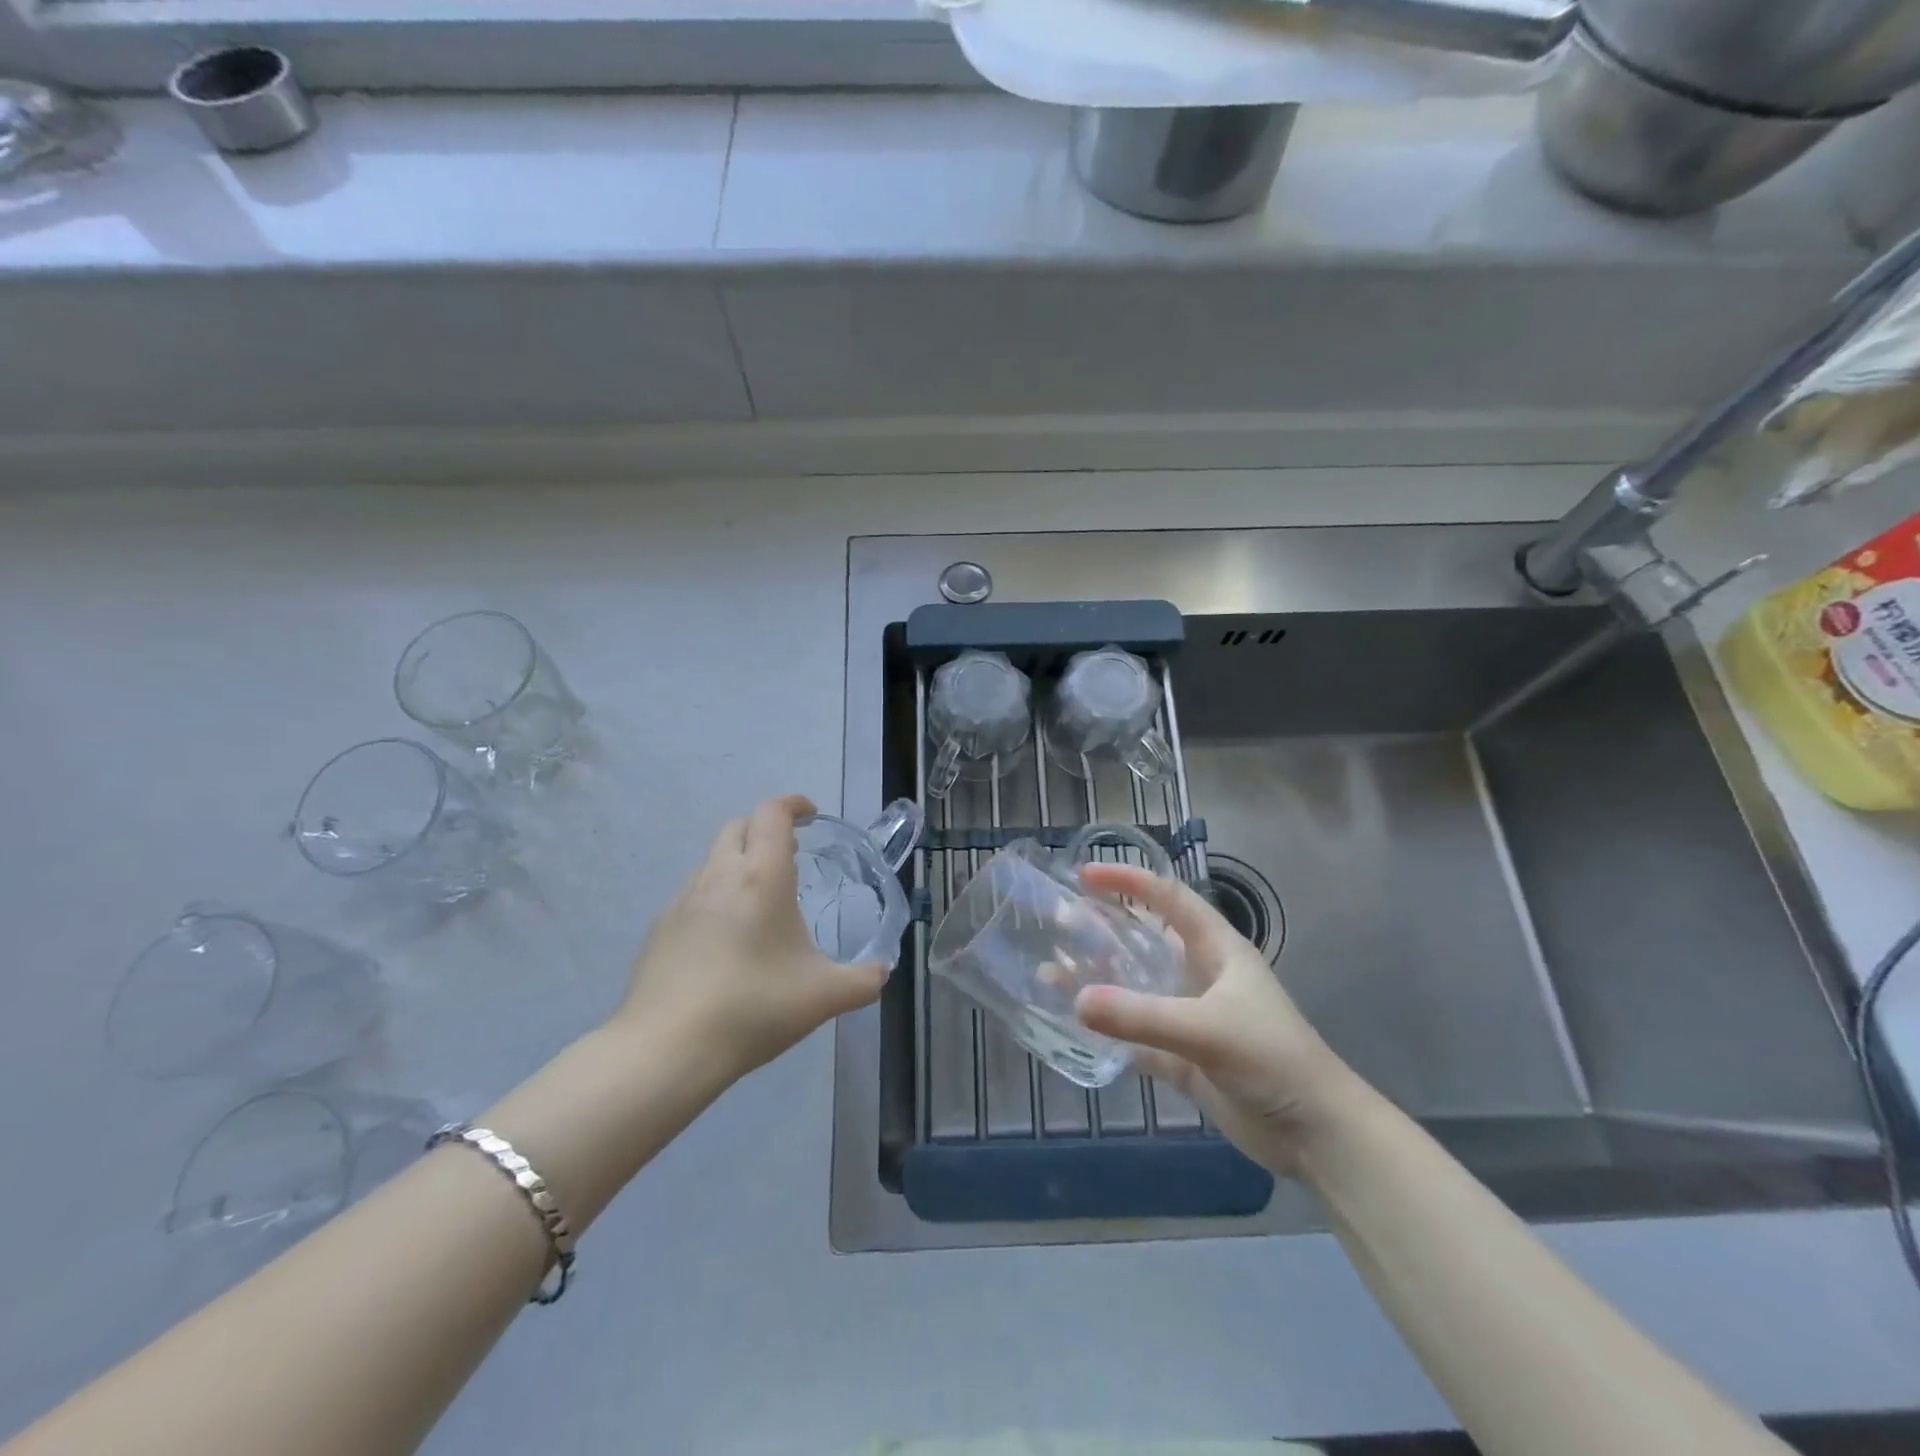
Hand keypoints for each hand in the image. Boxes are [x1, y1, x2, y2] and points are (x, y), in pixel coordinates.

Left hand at [613, 795, 888, 1079]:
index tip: (810, 814)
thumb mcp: (824, 997)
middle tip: (791, 854)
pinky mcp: (660, 929)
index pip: (772, 814)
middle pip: (738, 827)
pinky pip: (693, 894)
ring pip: (712, 860)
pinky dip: (715, 896)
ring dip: (739, 862)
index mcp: (761, 877)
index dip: (792, 804)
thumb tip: (883, 971)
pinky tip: (725, 939)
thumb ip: (864, 980)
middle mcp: (719, 876)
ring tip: (760, 900)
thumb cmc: (754, 1008)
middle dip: (765, 828)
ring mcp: (682, 901)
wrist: (667, 1048)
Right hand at [1073, 863, 1365, 1175]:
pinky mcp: (1183, 1057)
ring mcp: (1190, 1017)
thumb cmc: (1271, 1059)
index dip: (1130, 881)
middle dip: (1106, 928)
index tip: (1086, 876)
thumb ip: (1142, 1016)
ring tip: (1054, 971)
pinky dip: (1108, 1029)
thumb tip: (1076, 1000)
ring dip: (1100, 979)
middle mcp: (1201, 975)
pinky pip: (1136, 1034)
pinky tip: (1075, 1025)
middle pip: (1146, 940)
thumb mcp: (1208, 1030)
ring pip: (1136, 988)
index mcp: (1217, 950)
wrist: (1315, 1133)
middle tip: (1061, 924)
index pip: (1169, 899)